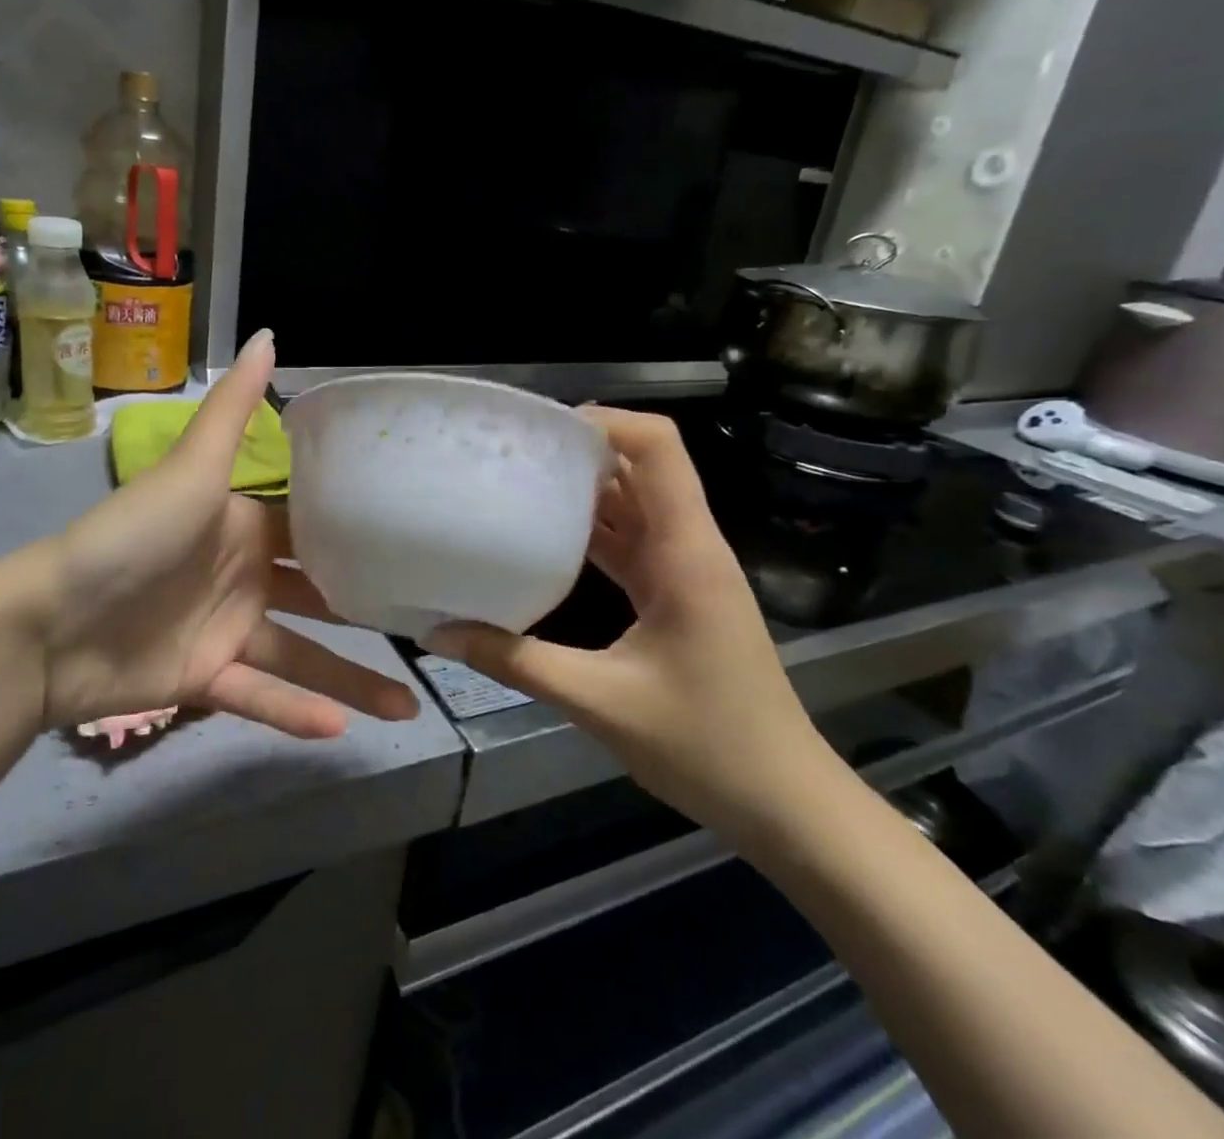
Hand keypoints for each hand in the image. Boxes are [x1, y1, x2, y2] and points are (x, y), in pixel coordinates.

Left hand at [0, 329, 419, 739]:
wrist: (45, 623)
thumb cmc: (130, 536)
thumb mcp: (191, 467)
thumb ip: (232, 409)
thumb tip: (271, 334)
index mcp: (244, 524)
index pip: (315, 527)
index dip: (362, 534)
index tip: (419, 544)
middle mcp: (243, 576)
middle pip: (320, 596)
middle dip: (369, 612)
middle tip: (430, 628)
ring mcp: (226, 631)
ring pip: (301, 657)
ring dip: (351, 681)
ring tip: (408, 705)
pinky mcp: (205, 680)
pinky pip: (260, 696)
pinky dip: (294, 713)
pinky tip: (341, 731)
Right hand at [424, 407, 834, 832]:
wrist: (784, 802)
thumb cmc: (706, 746)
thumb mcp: (598, 702)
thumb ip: (515, 661)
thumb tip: (439, 633)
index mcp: (684, 551)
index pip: (658, 447)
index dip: (605, 421)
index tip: (541, 430)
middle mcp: (689, 546)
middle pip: (641, 466)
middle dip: (581, 450)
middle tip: (511, 454)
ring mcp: (686, 570)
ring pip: (635, 503)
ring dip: (584, 489)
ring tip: (517, 484)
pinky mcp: (678, 594)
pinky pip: (633, 541)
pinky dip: (593, 530)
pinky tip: (546, 539)